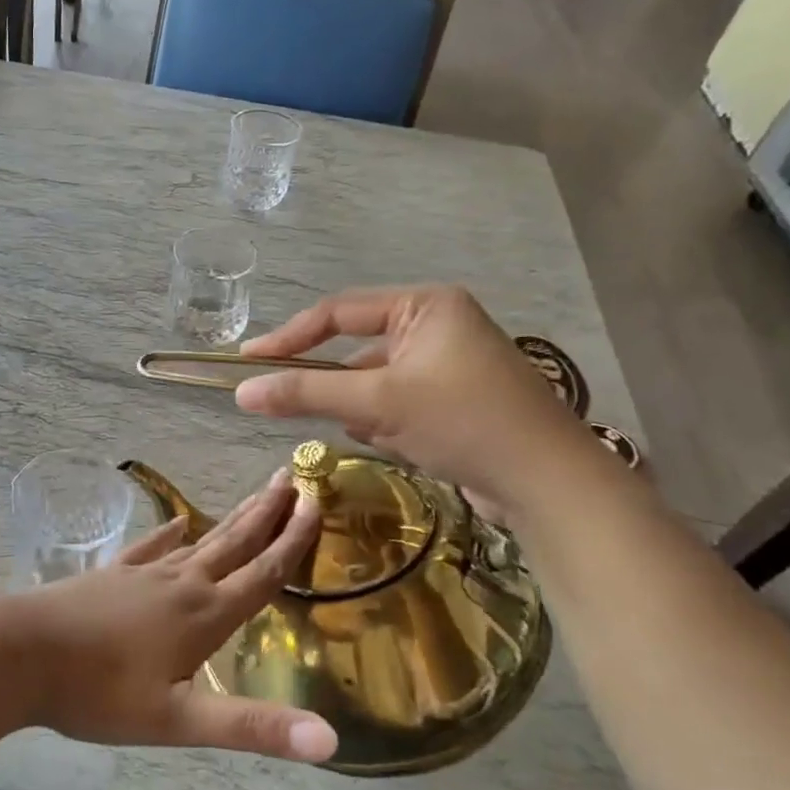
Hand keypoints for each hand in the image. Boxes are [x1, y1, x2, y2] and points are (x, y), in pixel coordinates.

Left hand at [13, 474, 337, 763]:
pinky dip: (169, 533)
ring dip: (232, 518)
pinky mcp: (113, 575)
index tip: (316, 501)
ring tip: (254, 496)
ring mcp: (143, 574)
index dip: (293, 539)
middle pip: (234, 542)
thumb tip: (331, 742)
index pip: (262, 572)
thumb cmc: (100, 692)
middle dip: (267, 512)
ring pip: (200, 541)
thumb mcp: (179, 721)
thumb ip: (252, 728)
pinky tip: (177, 522)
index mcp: (204, 614)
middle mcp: (181, 583)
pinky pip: (151, 547)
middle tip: (292, 477)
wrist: (23, 652)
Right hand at [231, 285, 598, 520]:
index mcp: (425, 305)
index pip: (338, 312)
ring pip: (376, 382)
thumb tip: (240, 392)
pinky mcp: (455, 399)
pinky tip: (402, 444)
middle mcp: (438, 325)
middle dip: (340, 386)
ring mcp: (449, 364)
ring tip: (382, 434)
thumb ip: (306, 393)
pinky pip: (398, 402)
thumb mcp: (377, 403)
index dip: (288, 337)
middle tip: (301, 407)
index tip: (247, 362)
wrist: (549, 484)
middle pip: (357, 350)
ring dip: (365, 408)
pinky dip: (387, 422)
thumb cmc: (464, 422)